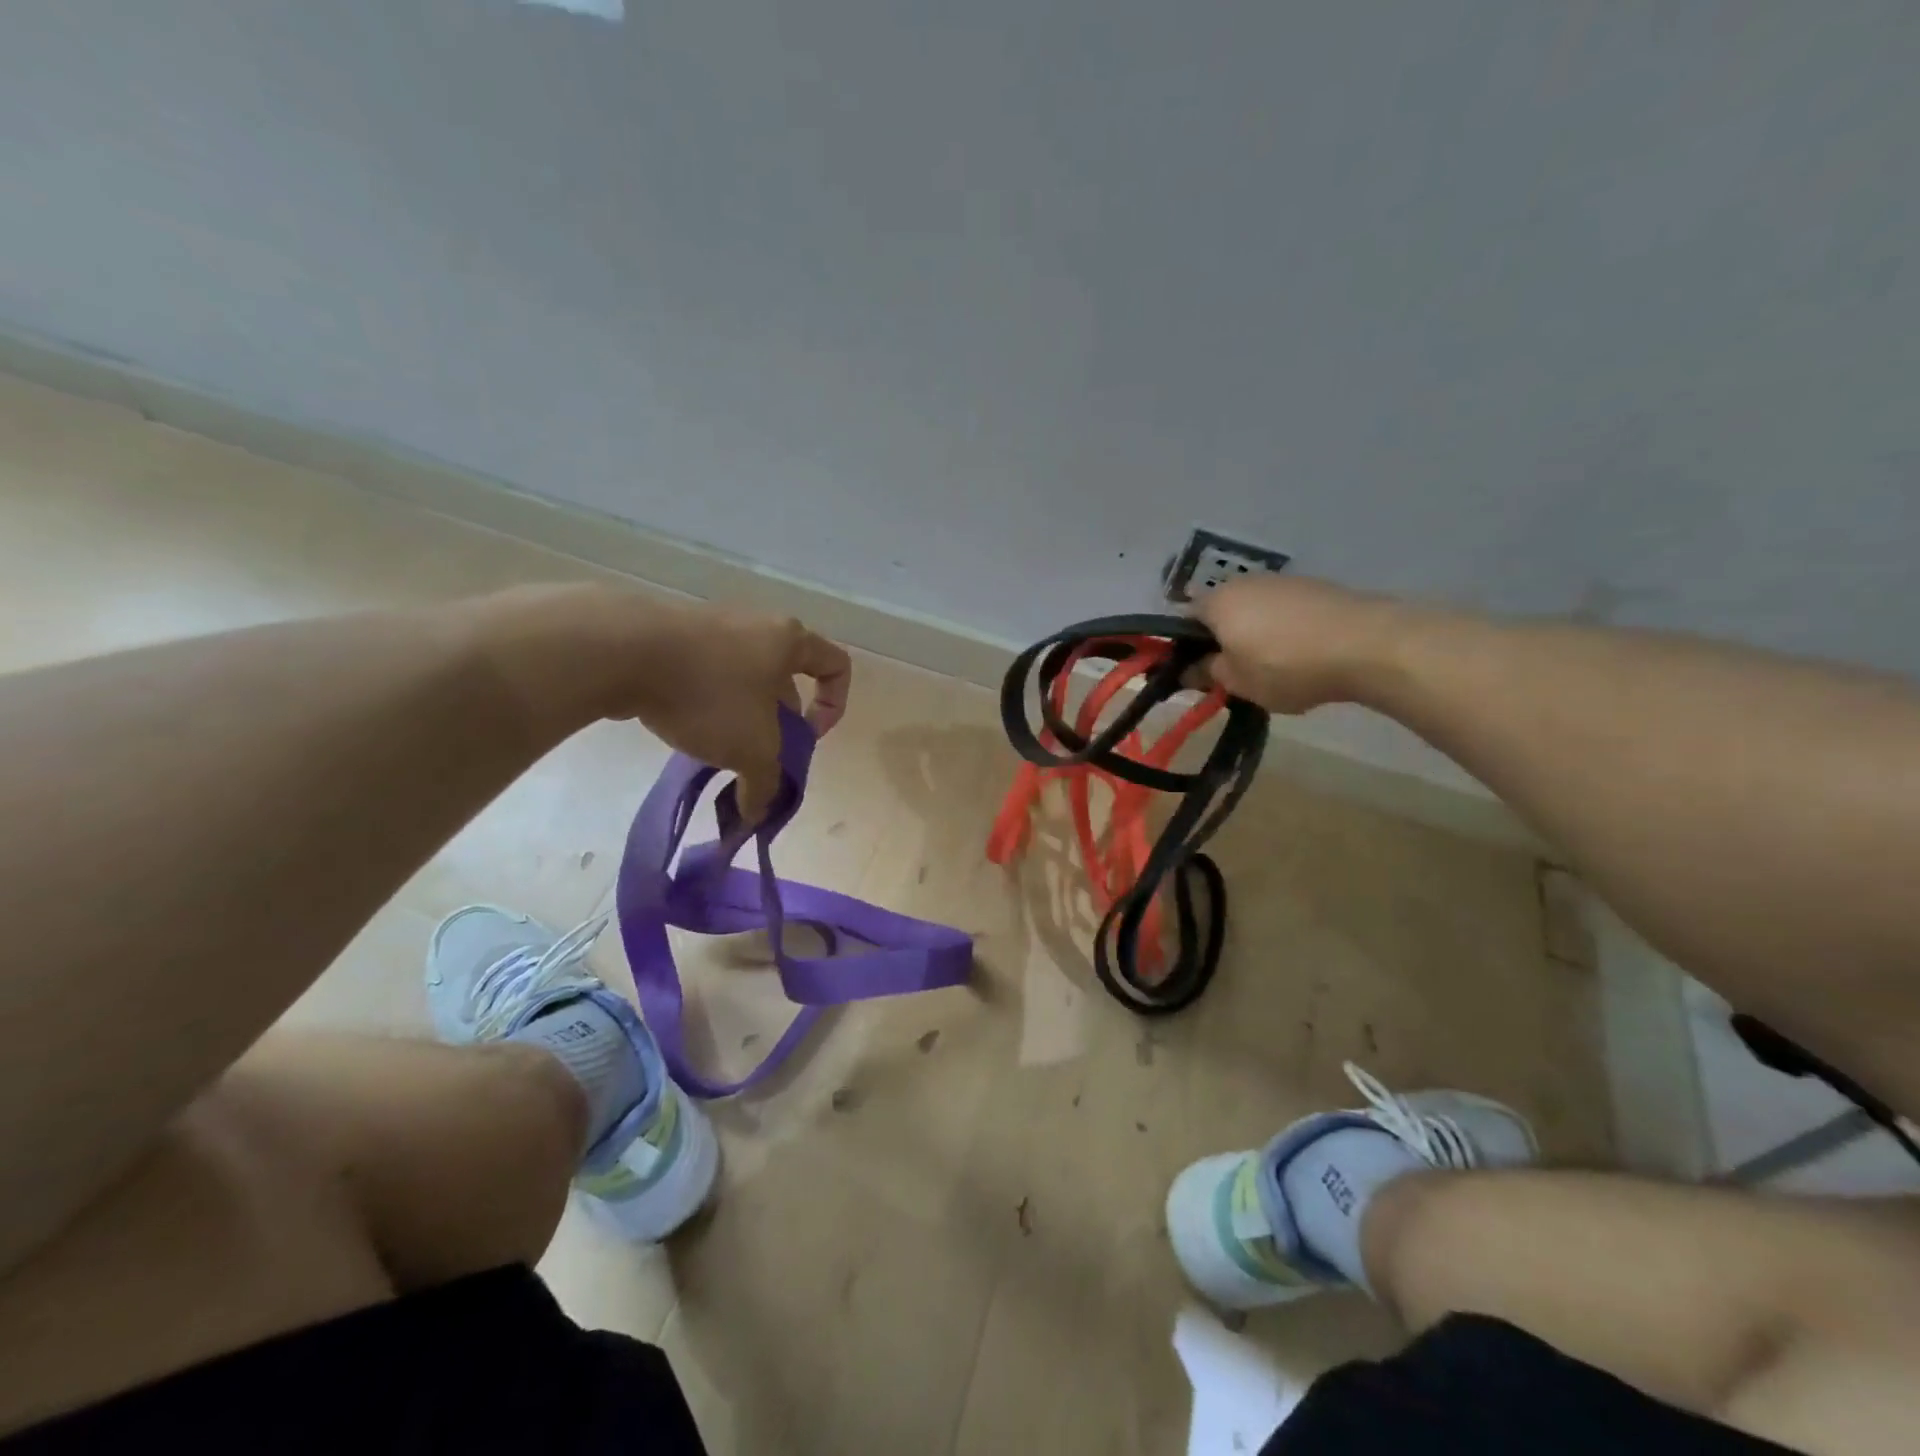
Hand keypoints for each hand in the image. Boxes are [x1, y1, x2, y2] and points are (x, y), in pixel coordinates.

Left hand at [631, 602, 852, 819]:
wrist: (620, 651)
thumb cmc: (709, 694)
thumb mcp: (752, 750)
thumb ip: (766, 784)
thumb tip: (756, 814)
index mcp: (789, 641)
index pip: (837, 666)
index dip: (834, 706)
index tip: (807, 738)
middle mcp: (756, 626)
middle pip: (785, 680)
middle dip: (778, 724)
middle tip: (758, 758)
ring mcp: (712, 626)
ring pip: (742, 680)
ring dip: (740, 718)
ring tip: (717, 749)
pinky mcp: (672, 636)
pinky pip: (705, 674)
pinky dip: (705, 703)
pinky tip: (684, 728)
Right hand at [1194, 576, 1398, 713]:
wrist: (1366, 644)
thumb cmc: (1285, 665)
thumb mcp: (1237, 682)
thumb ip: (1207, 673)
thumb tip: (1190, 670)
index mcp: (1217, 602)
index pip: (1184, 620)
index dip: (1185, 647)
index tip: (1196, 673)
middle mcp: (1246, 582)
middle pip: (1222, 612)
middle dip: (1223, 640)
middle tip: (1233, 673)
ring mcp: (1284, 581)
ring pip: (1255, 610)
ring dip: (1255, 634)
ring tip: (1271, 667)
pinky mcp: (1316, 588)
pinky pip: (1286, 611)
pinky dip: (1285, 630)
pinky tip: (1302, 654)